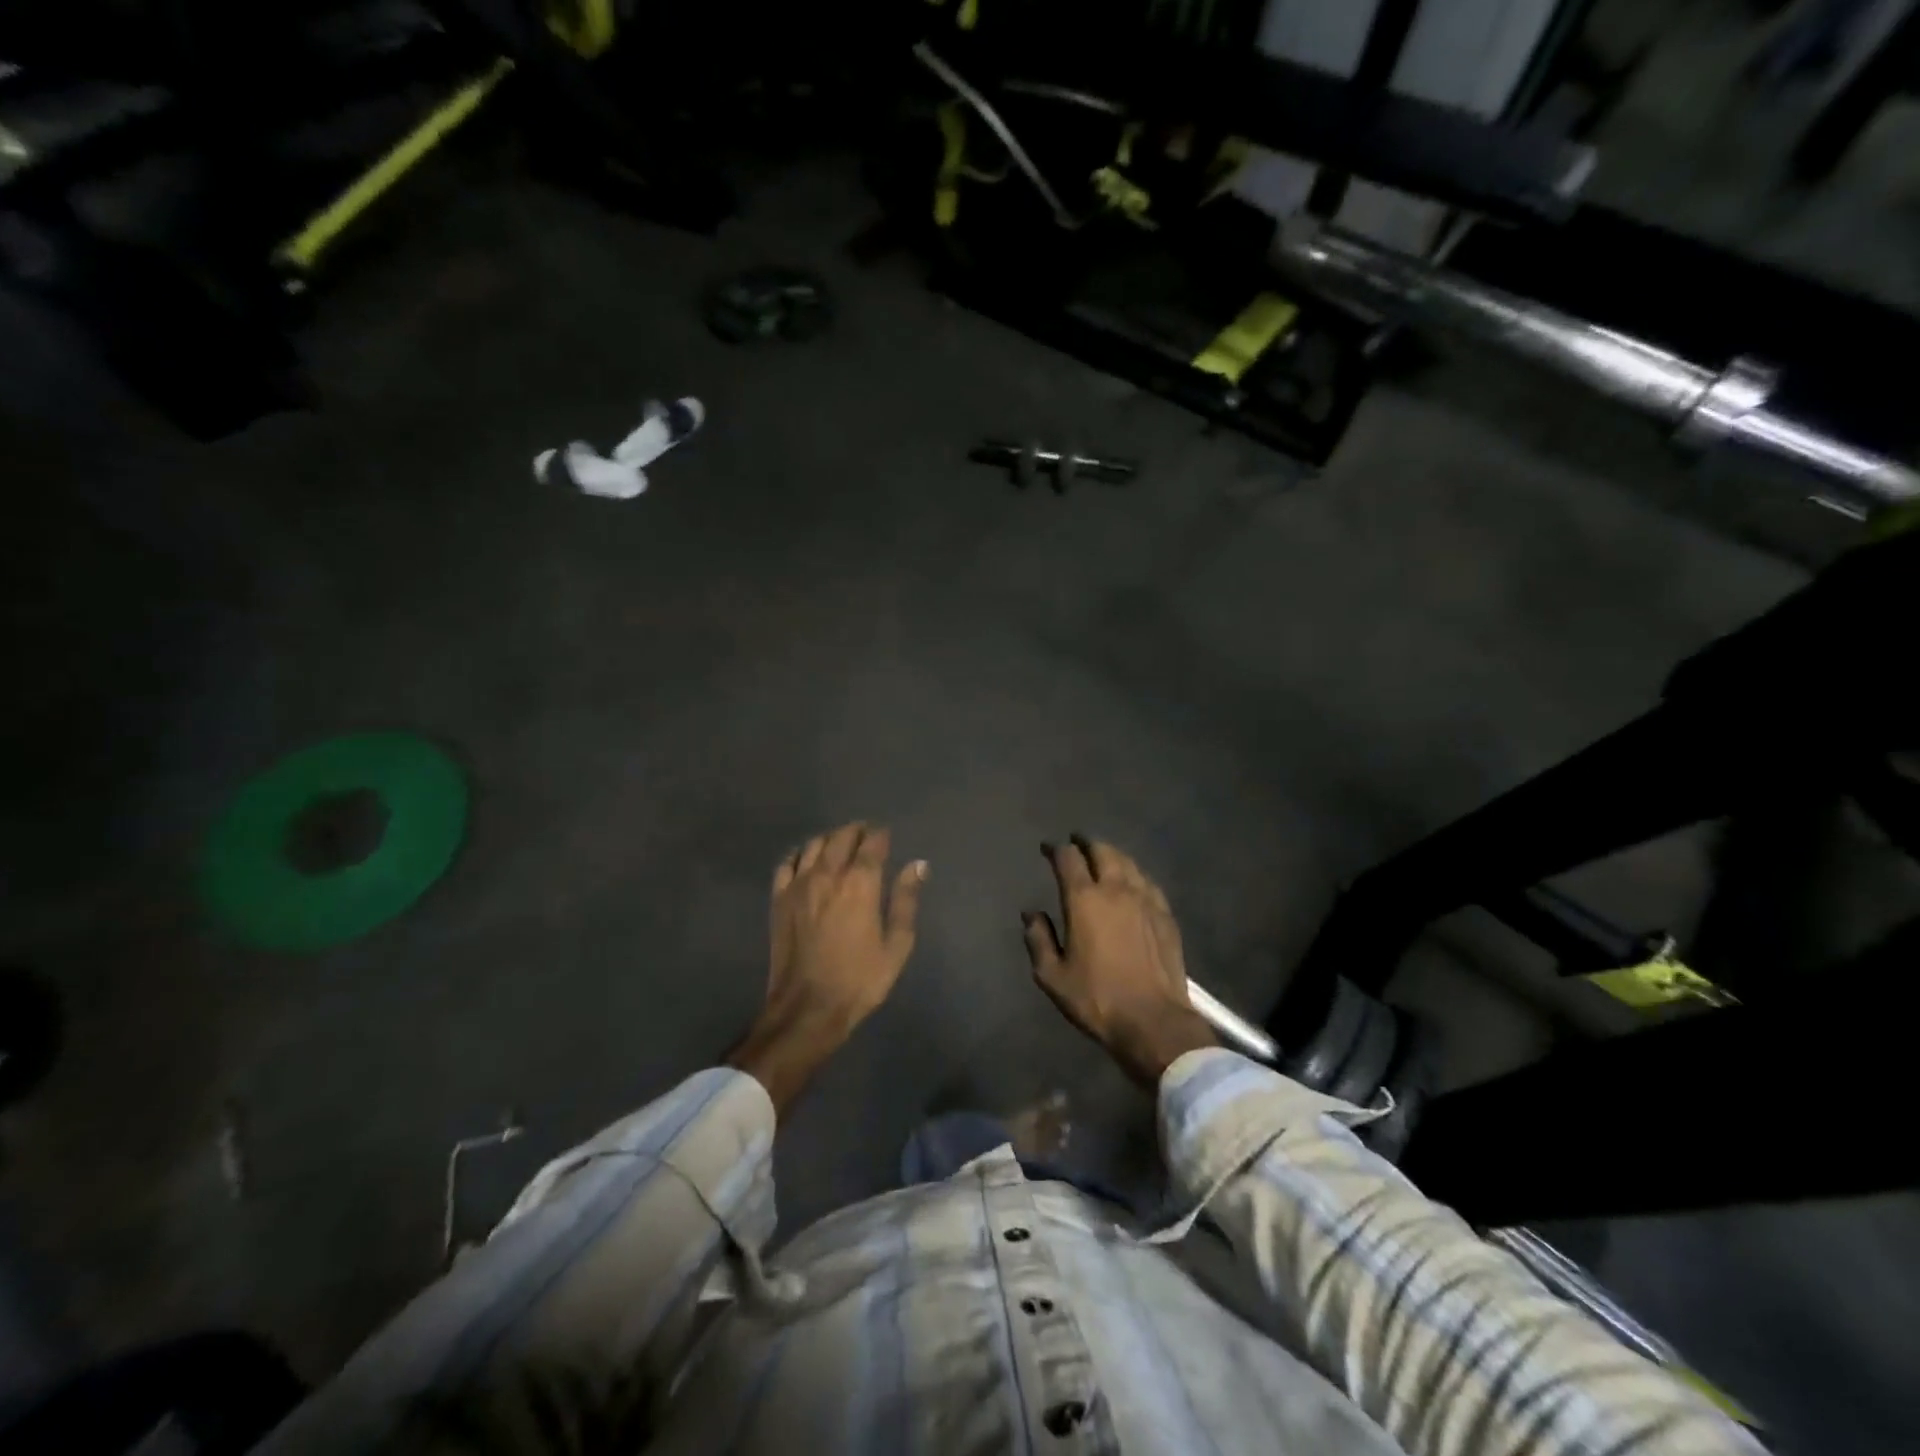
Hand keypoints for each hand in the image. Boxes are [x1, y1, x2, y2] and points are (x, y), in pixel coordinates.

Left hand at [729, 822, 926, 1113]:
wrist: (807, 1008)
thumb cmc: (860, 980)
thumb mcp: (896, 945)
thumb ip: (906, 900)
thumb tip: (918, 865)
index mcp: (860, 884)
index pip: (872, 844)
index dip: (881, 835)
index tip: (886, 835)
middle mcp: (828, 874)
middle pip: (841, 837)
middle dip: (856, 831)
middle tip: (866, 835)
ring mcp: (799, 884)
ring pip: (814, 845)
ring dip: (830, 839)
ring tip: (840, 843)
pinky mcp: (779, 898)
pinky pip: (787, 863)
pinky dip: (799, 854)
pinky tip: (806, 858)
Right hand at [1023, 836, 1214, 1087]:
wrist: (1153, 1020)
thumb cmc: (1097, 999)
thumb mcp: (1053, 976)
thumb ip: (1039, 940)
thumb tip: (1031, 914)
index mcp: (1084, 900)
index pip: (1068, 859)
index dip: (1056, 849)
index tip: (1048, 848)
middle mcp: (1116, 890)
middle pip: (1102, 851)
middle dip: (1086, 843)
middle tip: (1077, 842)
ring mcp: (1145, 899)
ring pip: (1128, 862)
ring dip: (1111, 854)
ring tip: (1102, 855)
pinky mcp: (1165, 914)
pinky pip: (1148, 881)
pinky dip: (1134, 873)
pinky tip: (1132, 880)